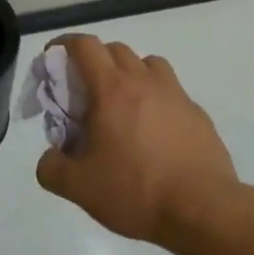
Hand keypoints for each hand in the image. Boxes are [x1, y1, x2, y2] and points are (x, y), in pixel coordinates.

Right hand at [34, 35, 238, 246]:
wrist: (203, 210)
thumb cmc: (136, 190)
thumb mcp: (80, 188)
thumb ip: (52, 168)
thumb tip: (49, 157)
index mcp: (112, 89)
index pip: (85, 45)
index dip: (64, 45)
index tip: (53, 59)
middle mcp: (144, 80)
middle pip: (115, 49)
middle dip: (95, 61)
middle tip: (85, 92)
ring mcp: (175, 94)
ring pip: (147, 64)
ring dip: (129, 73)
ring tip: (122, 105)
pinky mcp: (197, 114)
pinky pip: (171, 91)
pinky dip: (156, 99)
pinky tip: (154, 132)